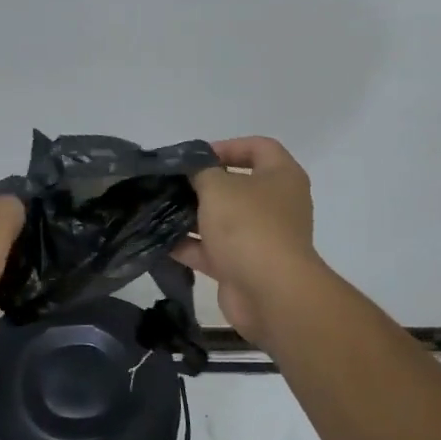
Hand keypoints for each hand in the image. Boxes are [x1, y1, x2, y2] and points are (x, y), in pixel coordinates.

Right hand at [173, 137, 319, 349]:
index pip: (259, 147)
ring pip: (221, 219)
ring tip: (159, 209)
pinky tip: (159, 240)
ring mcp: (260, 237)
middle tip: (171, 182)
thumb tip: (191, 168)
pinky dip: (189, 246)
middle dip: (202, 184)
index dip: (227, 146)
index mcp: (281, 177)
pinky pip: (212, 250)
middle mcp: (275, 205)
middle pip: (237, 185)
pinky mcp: (243, 266)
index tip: (196, 156)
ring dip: (192, 216)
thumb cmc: (248, 226)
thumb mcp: (217, 187)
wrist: (269, 293)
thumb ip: (200, 170)